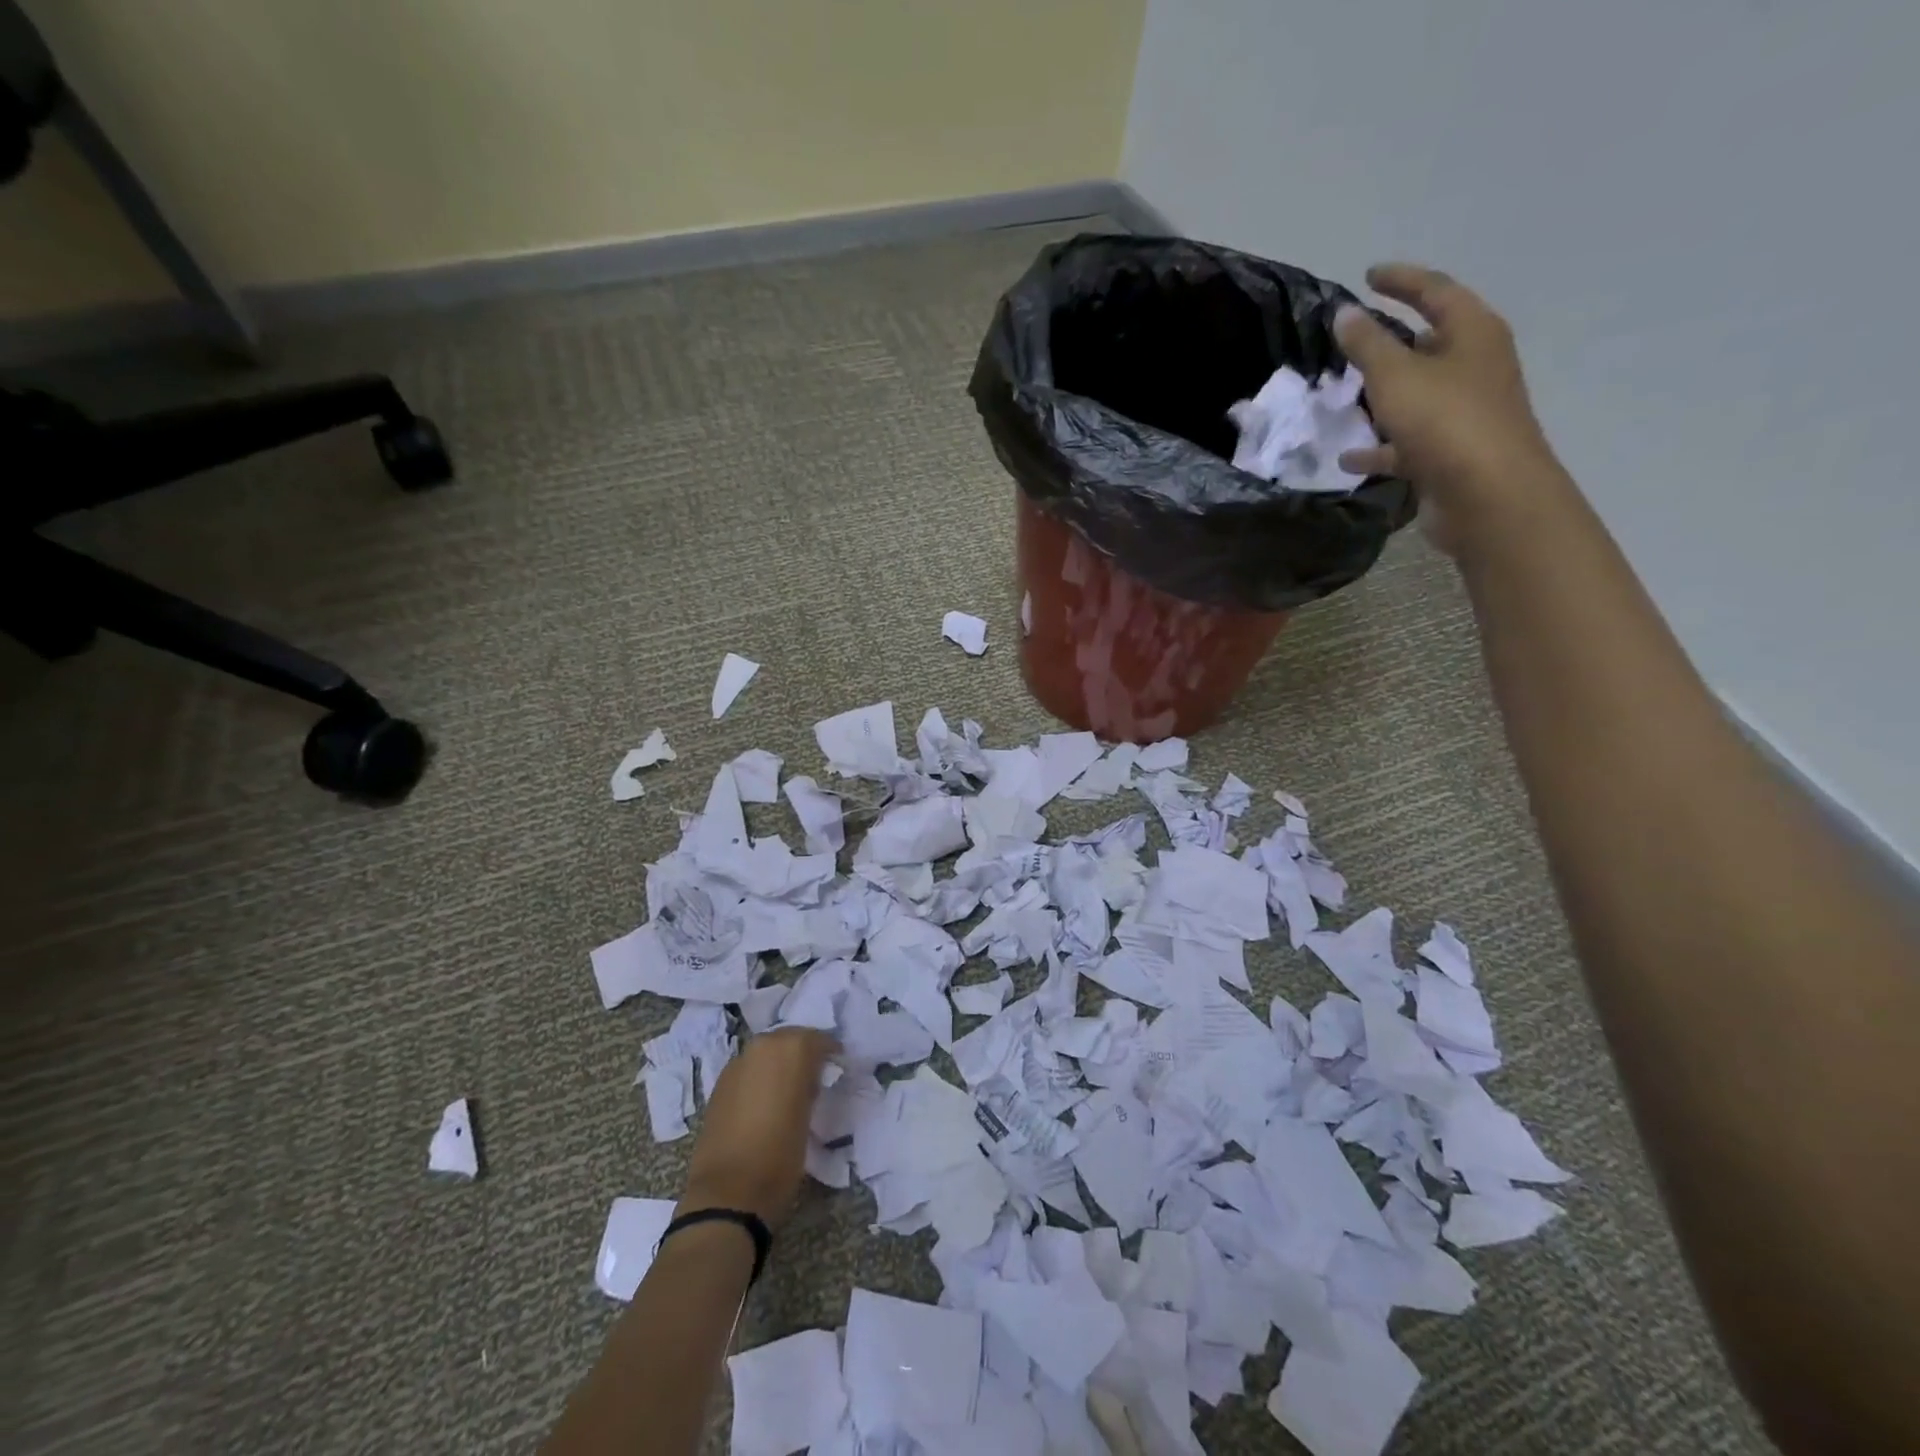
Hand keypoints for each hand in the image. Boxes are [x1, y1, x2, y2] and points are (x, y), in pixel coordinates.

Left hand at [677, 1028, 834, 1230]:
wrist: (728, 1193)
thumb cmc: (780, 1156)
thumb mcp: (810, 1117)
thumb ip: (810, 1086)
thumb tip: (810, 1080)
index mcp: (791, 1049)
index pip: (819, 1040)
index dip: (830, 1054)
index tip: (836, 1069)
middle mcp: (763, 1046)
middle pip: (790, 1040)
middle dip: (802, 1054)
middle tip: (813, 1078)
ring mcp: (738, 1063)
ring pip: (767, 1053)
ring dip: (778, 1064)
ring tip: (788, 1090)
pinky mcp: (720, 1083)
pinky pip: (749, 1069)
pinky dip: (759, 1077)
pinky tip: (764, 1101)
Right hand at [1334, 265, 1565, 551]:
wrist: (1486, 496)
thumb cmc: (1445, 422)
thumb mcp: (1397, 376)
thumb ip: (1367, 344)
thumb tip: (1345, 314)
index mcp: (1473, 333)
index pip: (1435, 291)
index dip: (1401, 280)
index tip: (1368, 277)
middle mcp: (1474, 367)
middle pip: (1430, 343)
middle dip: (1391, 341)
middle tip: (1353, 340)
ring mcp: (1464, 413)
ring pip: (1417, 395)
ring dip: (1383, 396)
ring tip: (1344, 398)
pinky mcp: (1450, 453)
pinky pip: (1407, 442)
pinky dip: (1381, 447)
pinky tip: (1349, 457)